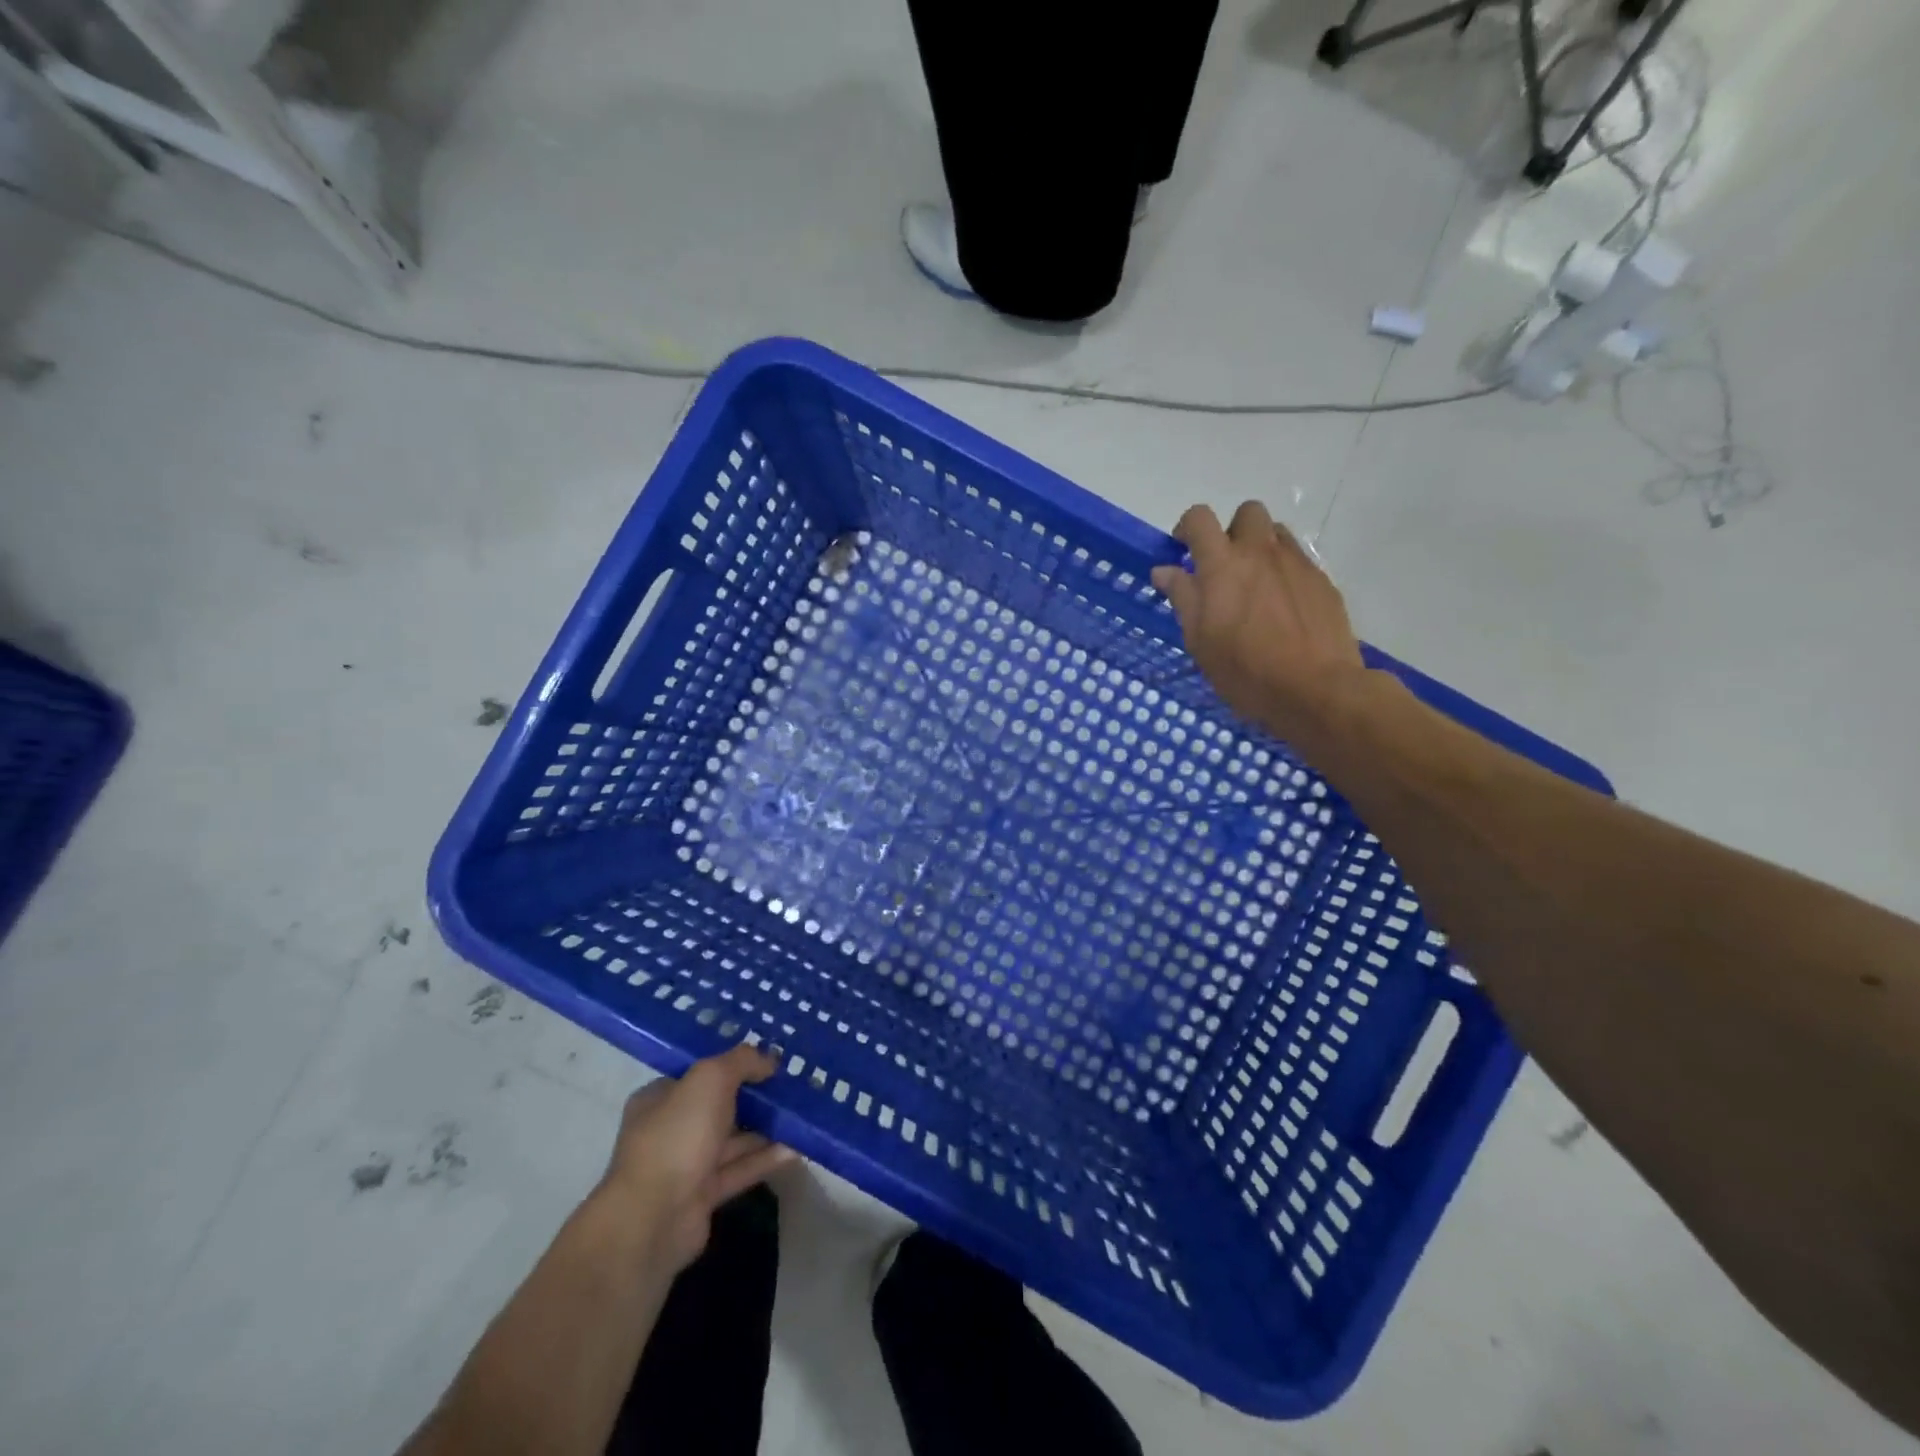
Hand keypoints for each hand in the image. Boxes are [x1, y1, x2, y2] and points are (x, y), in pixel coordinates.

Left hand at [597, 1044, 795, 1271]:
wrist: (652, 1220)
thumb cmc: (677, 1135)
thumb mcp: (711, 1078)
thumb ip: (741, 1061)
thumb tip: (768, 1059)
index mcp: (660, 1098)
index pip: (699, 1074)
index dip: (733, 1063)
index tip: (768, 1060)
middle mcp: (670, 1129)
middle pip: (719, 1106)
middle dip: (754, 1096)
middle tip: (792, 1085)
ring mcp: (685, 1165)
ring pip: (732, 1139)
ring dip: (765, 1128)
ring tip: (802, 1115)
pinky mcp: (702, 1196)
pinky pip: (739, 1170)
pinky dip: (765, 1159)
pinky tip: (796, 1148)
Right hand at [1151, 501, 1366, 740]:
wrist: (1315, 689)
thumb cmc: (1245, 670)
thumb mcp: (1199, 640)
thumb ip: (1183, 597)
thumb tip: (1164, 570)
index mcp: (1222, 565)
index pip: (1200, 519)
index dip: (1187, 527)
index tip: (1183, 549)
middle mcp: (1261, 552)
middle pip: (1247, 512)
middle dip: (1232, 531)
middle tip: (1225, 567)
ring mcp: (1297, 564)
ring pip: (1276, 534)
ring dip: (1261, 548)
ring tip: (1255, 586)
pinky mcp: (1323, 581)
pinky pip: (1299, 561)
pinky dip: (1285, 573)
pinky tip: (1283, 609)